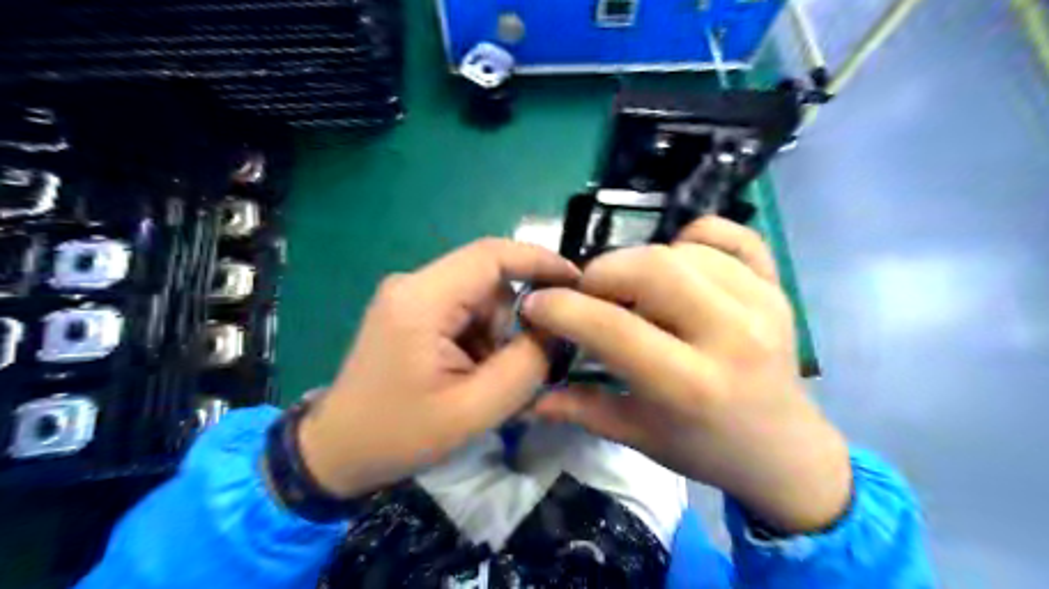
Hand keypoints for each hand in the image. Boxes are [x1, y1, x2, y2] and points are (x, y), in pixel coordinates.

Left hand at [298, 237, 582, 498]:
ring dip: (495, 335)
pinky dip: (478, 339)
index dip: (540, 261)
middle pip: (488, 281)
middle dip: (513, 321)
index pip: (492, 255)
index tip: (577, 281)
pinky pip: (462, 311)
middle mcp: (414, 284)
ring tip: (483, 381)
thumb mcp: (474, 410)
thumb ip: (526, 365)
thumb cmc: (398, 435)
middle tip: (518, 367)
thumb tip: (555, 328)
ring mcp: (409, 296)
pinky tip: (468, 374)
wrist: (336, 451)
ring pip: (479, 299)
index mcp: (422, 300)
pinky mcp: (410, 310)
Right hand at [521, 217, 851, 532]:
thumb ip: (580, 408)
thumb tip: (527, 395)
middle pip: (652, 269)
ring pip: (683, 249)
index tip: (536, 304)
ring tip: (634, 291)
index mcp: (691, 386)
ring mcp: (762, 304)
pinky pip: (732, 234)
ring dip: (642, 261)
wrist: (784, 450)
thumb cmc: (705, 448)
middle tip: (588, 294)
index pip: (612, 328)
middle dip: (601, 273)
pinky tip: (680, 262)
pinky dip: (695, 237)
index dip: (562, 308)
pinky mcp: (777, 286)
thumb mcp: (637, 436)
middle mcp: (731, 336)